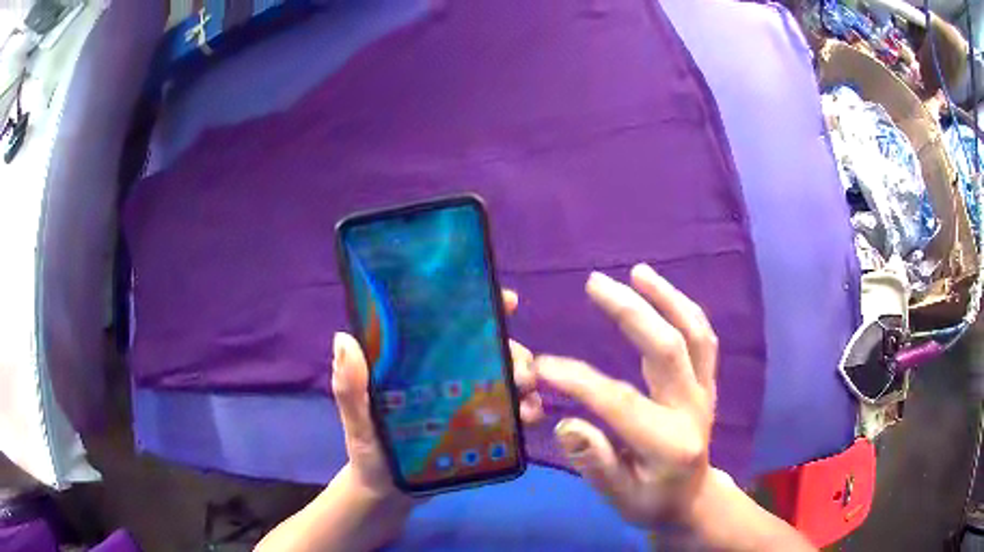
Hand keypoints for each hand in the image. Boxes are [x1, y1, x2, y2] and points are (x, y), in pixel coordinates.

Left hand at [331, 290, 543, 503]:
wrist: (390, 495)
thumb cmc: (369, 453)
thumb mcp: (357, 421)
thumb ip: (350, 389)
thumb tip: (345, 338)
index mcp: (415, 364)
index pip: (447, 325)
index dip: (479, 306)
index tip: (507, 303)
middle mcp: (445, 375)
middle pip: (487, 349)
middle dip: (513, 350)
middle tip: (521, 371)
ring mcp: (465, 401)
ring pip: (505, 376)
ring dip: (525, 379)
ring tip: (528, 397)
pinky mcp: (479, 427)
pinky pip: (509, 411)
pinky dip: (526, 408)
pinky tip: (530, 416)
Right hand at [535, 264, 717, 528]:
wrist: (693, 499)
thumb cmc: (651, 502)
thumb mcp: (618, 497)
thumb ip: (594, 463)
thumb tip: (565, 423)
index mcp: (667, 444)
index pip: (619, 402)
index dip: (578, 380)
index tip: (541, 364)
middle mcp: (691, 409)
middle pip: (667, 350)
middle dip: (630, 312)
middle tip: (595, 284)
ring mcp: (705, 392)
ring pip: (694, 334)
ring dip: (667, 298)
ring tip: (637, 272)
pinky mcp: (708, 383)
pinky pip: (703, 337)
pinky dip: (684, 309)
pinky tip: (661, 291)